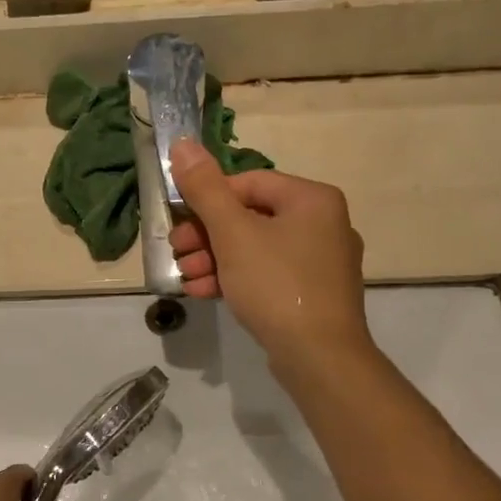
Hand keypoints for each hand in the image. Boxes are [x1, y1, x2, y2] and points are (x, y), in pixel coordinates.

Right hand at [168, 139, 371, 372]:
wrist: (320, 357)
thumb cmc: (277, 285)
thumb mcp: (233, 233)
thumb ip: (205, 189)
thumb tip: (182, 144)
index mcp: (312, 199)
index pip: (249, 182)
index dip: (209, 199)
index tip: (181, 222)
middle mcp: (324, 223)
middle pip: (251, 216)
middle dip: (207, 235)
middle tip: (177, 252)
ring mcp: (322, 261)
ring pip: (257, 248)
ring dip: (215, 259)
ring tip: (186, 276)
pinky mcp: (314, 292)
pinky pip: (269, 273)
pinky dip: (237, 278)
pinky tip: (205, 292)